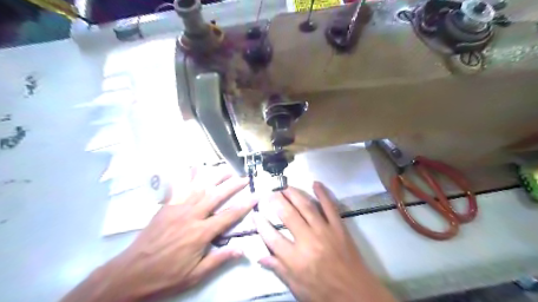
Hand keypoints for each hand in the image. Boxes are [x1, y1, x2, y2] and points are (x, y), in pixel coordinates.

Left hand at [62, 168, 256, 301]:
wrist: (130, 273)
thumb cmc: (166, 276)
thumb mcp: (195, 275)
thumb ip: (219, 259)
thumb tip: (242, 249)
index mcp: (201, 233)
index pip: (229, 215)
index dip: (245, 205)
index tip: (256, 195)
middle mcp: (192, 216)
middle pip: (216, 195)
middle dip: (233, 185)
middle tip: (244, 177)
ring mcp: (177, 208)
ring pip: (200, 187)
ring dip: (215, 176)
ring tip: (227, 169)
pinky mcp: (166, 206)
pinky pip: (180, 188)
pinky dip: (189, 176)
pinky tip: (195, 167)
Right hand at [255, 181, 396, 301]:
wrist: (357, 295)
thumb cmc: (323, 294)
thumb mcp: (297, 288)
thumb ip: (278, 269)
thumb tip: (259, 256)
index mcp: (295, 259)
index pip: (272, 237)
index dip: (260, 223)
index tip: (255, 213)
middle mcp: (308, 241)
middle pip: (288, 215)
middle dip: (276, 201)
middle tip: (269, 193)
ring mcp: (325, 231)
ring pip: (306, 206)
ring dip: (294, 194)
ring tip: (284, 187)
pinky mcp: (339, 227)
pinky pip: (330, 206)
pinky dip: (323, 193)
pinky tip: (315, 183)